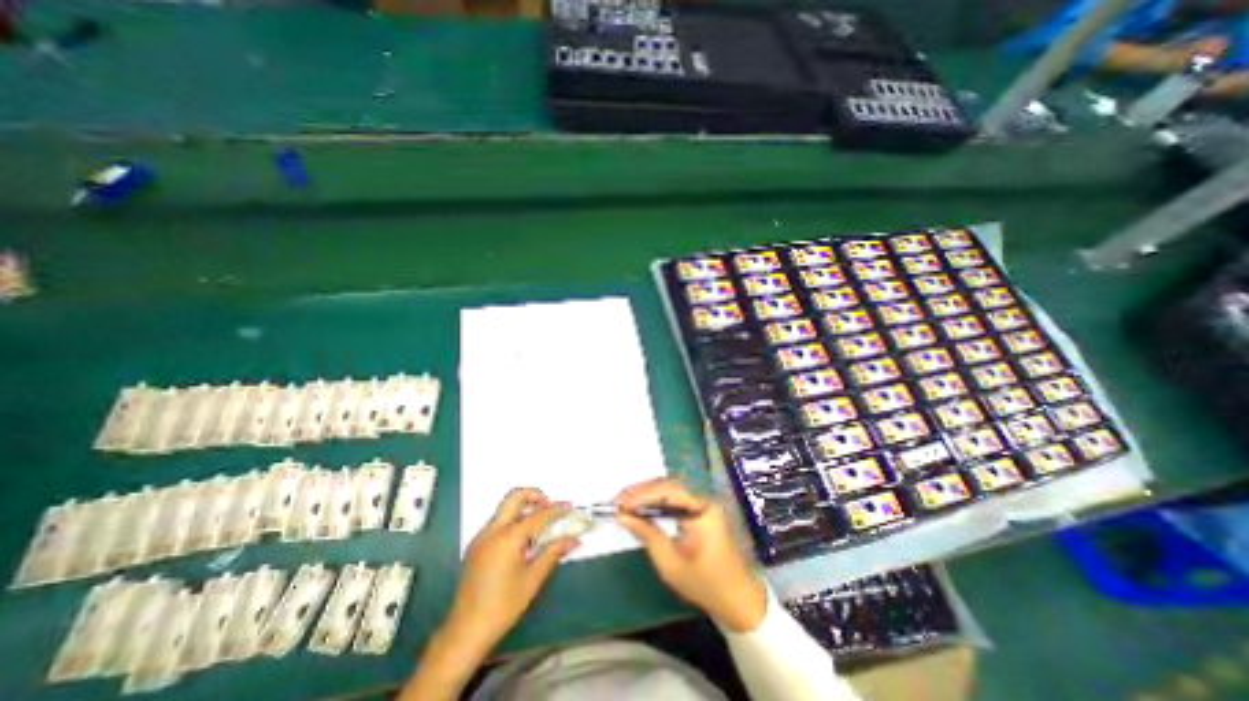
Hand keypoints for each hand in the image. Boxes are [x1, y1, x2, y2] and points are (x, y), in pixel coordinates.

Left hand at [399, 489, 580, 700]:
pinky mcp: (475, 547)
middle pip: (514, 497)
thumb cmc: (502, 607)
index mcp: (508, 537)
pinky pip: (497, 523)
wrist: (464, 632)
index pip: (538, 515)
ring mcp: (481, 537)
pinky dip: (513, 521)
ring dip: (523, 508)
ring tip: (540, 524)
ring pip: (505, 509)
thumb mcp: (532, 579)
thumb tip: (574, 539)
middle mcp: (492, 530)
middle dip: (534, 495)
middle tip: (550, 506)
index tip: (570, 506)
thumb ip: (553, 553)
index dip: (556, 510)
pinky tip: (522, 541)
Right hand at [616, 480, 773, 632]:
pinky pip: (676, 497)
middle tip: (618, 501)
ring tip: (626, 502)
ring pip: (671, 489)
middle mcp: (704, 499)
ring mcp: (704, 502)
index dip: (641, 494)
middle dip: (641, 491)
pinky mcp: (701, 509)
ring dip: (648, 493)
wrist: (737, 599)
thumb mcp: (670, 563)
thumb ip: (647, 534)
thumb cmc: (704, 584)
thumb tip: (623, 515)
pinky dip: (657, 500)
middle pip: (669, 485)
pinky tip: (643, 507)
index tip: (619, 503)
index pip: (667, 491)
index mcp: (702, 511)